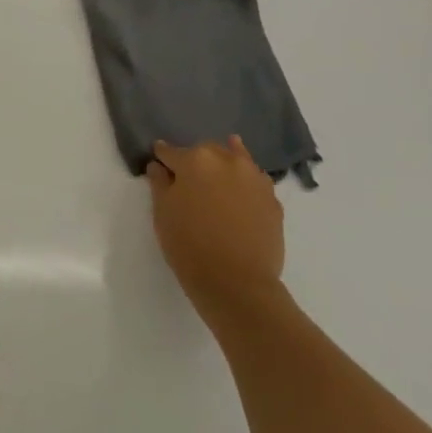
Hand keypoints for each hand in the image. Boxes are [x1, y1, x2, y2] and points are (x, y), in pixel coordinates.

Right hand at [146, 135, 285, 325]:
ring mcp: (255, 179)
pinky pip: (253, 182)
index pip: (171, 152)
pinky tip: (237, 196)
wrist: (236, 281)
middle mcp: (228, 161)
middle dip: (195, 160)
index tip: (158, 164)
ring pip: (235, 161)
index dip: (162, 158)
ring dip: (223, 166)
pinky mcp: (273, 200)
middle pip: (206, 151)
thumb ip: (159, 182)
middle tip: (186, 179)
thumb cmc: (188, 244)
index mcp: (196, 160)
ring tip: (215, 180)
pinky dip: (243, 183)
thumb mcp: (162, 212)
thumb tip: (159, 167)